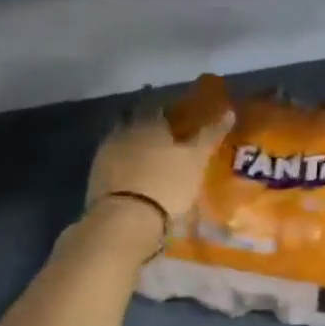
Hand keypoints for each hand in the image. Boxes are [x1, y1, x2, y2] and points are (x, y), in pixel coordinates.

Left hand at [87, 103, 234, 240]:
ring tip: (148, 158)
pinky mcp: (96, 178)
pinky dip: (122, 165)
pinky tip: (132, 177)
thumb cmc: (167, 184)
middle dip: (146, 125)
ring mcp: (106, 155)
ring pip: (121, 141)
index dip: (167, 108)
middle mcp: (124, 132)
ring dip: (132, 145)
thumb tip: (229, 111)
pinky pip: (112, 163)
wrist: (125, 219)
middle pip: (134, 121)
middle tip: (161, 136)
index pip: (157, 106)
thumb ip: (210, 135)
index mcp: (149, 123)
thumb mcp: (196, 160)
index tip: (175, 115)